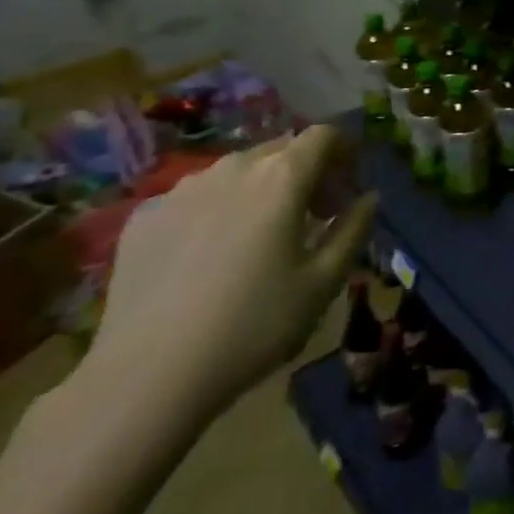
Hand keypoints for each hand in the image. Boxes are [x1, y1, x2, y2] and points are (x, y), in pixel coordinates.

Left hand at [81, 125, 375, 424]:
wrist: (146, 378)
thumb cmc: (252, 327)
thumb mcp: (323, 283)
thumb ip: (354, 230)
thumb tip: (369, 197)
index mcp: (282, 177)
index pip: (323, 135)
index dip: (343, 151)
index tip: (348, 185)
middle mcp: (232, 168)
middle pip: (280, 149)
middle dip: (305, 171)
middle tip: (312, 216)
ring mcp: (181, 190)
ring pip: (235, 171)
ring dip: (259, 189)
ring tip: (258, 237)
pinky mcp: (144, 217)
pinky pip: (194, 197)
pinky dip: (214, 211)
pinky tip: (206, 258)